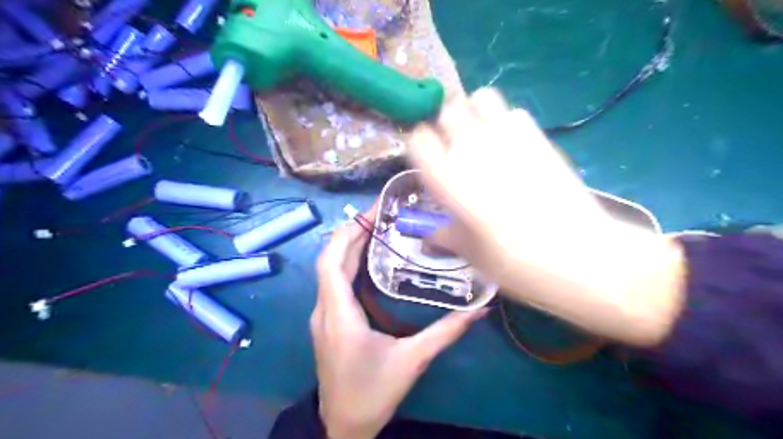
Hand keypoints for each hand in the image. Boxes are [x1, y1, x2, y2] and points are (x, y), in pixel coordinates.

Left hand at [310, 210, 483, 437]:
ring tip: (376, 227)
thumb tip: (479, 309)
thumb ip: (446, 332)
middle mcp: (324, 309)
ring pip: (329, 270)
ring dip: (349, 246)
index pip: (332, 262)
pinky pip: (333, 282)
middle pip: (330, 260)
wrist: (343, 426)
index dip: (347, 233)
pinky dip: (348, 263)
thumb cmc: (374, 393)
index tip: (370, 213)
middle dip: (352, 232)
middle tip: (380, 213)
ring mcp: (322, 315)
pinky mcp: (327, 321)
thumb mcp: (413, 360)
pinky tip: (369, 258)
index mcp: (340, 315)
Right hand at [410, 88, 687, 346]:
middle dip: (446, 124)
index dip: (421, 145)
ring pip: (480, 98)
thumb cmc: (513, 261)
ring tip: (481, 137)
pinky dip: (506, 121)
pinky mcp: (537, 136)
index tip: (428, 158)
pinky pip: (514, 112)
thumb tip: (428, 236)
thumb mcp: (470, 253)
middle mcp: (471, 149)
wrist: (577, 254)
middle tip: (454, 146)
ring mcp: (506, 137)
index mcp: (447, 178)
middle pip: (448, 110)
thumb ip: (444, 236)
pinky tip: (512, 146)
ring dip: (475, 113)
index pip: (418, 138)